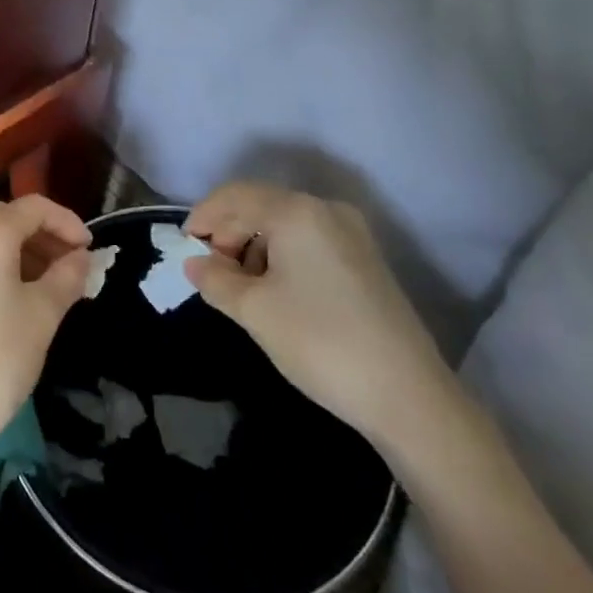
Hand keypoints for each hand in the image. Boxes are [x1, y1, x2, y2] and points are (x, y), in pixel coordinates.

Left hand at [0, 196, 92, 469]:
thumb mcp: (41, 318)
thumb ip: (66, 278)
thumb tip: (80, 257)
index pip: (33, 207)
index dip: (67, 223)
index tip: (90, 249)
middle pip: (6, 220)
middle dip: (43, 237)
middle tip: (73, 268)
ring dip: (20, 254)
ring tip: (49, 287)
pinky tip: (13, 300)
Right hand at [183, 182, 456, 450]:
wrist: (408, 396)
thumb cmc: (320, 342)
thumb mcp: (254, 311)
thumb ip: (216, 280)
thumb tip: (195, 264)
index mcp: (297, 212)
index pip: (235, 196)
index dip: (203, 217)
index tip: (184, 249)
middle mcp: (326, 210)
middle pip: (261, 205)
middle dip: (228, 233)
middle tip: (210, 273)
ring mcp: (351, 234)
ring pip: (284, 223)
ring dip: (253, 246)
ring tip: (239, 288)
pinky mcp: (365, 259)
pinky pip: (308, 241)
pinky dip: (280, 256)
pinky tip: (273, 292)